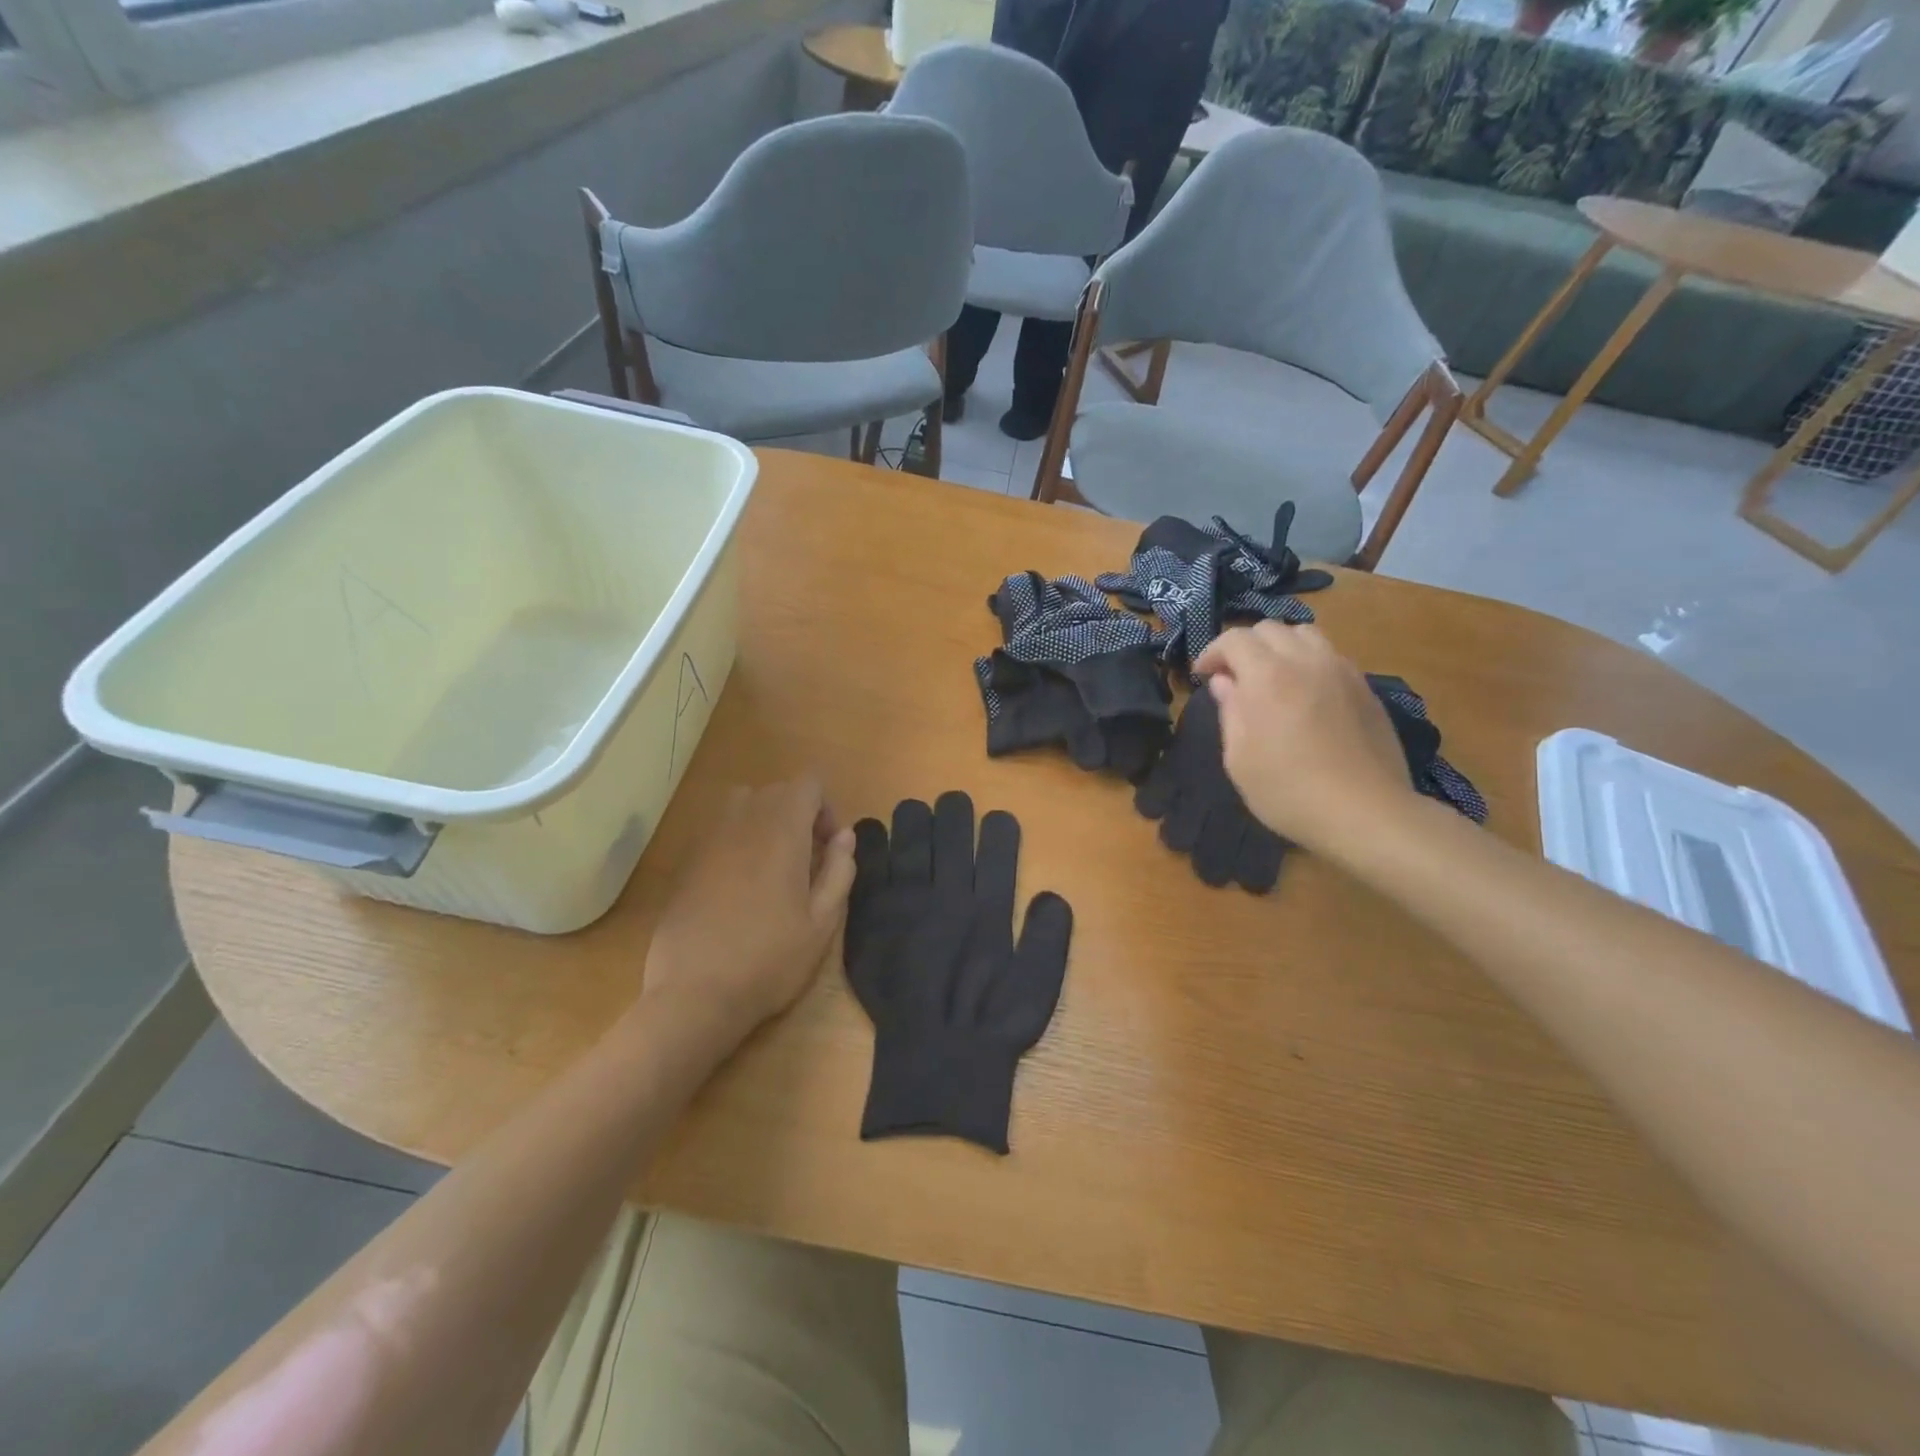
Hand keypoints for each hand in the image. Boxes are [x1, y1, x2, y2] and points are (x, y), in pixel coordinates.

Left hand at [638, 778, 856, 1055]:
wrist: (694, 995)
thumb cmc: (770, 959)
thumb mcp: (823, 922)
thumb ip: (839, 870)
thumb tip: (844, 836)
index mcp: (782, 831)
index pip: (808, 784)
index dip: (825, 809)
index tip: (827, 848)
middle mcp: (743, 822)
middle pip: (776, 791)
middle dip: (797, 815)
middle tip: (805, 863)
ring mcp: (708, 840)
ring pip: (743, 804)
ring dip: (764, 822)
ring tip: (771, 867)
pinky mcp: (686, 862)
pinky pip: (718, 831)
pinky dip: (736, 842)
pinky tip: (738, 888)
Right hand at [1192, 622, 1416, 853]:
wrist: (1365, 812)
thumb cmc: (1288, 790)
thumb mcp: (1239, 758)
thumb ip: (1230, 711)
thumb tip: (1224, 683)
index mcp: (1268, 675)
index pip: (1235, 639)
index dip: (1212, 653)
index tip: (1202, 676)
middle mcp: (1306, 660)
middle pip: (1270, 629)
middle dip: (1245, 646)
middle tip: (1234, 678)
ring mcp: (1341, 671)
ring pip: (1305, 635)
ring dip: (1280, 648)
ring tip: (1272, 678)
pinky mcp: (1365, 688)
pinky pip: (1330, 657)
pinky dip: (1308, 662)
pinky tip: (1305, 695)